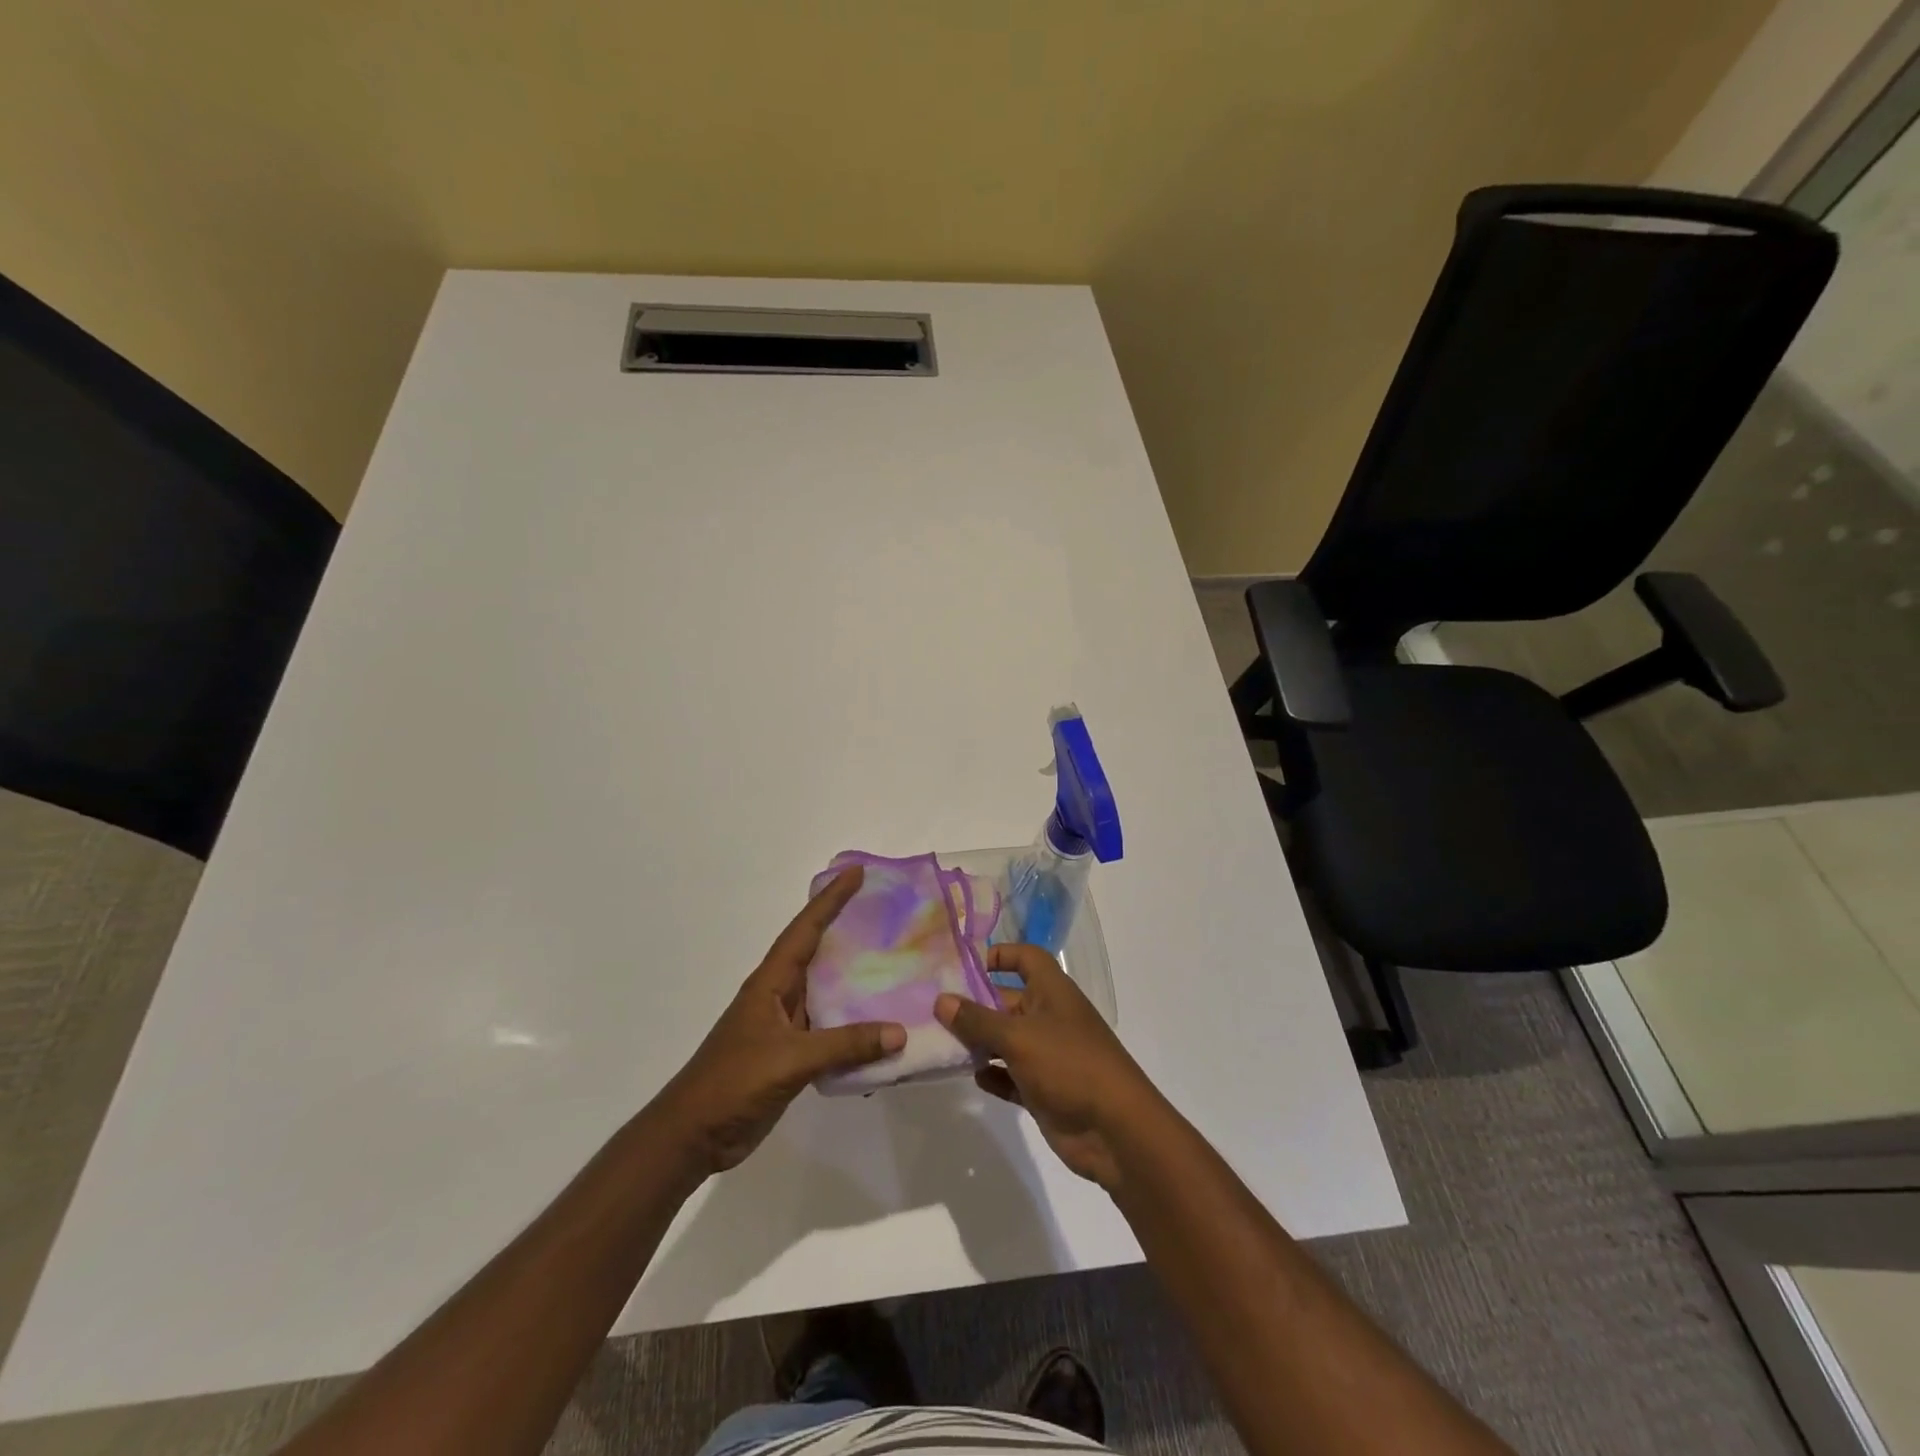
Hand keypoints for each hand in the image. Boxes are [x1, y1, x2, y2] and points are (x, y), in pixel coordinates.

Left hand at [650, 867, 904, 1175]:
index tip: (856, 873)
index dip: (830, 900)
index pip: (805, 930)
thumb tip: (899, 1032)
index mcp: (771, 983)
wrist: (693, 1135)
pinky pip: (832, 1031)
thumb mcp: (790, 1060)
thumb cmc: (732, 1083)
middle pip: (819, 953)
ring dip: (856, 981)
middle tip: (887, 912)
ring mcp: (786, 1027)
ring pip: (828, 993)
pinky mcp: (792, 1057)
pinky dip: (856, 1028)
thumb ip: (845, 1045)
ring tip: (895, 964)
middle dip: (848, 930)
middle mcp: (780, 997)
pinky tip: (882, 1032)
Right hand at [936, 943, 1164, 1188]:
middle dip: (975, 1005)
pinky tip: (974, 1078)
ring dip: (979, 1043)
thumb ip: (977, 1020)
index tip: (966, 965)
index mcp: (1052, 991)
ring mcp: (1047, 1055)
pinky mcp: (1044, 1089)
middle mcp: (1049, 1017)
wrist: (1115, 1130)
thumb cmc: (1068, 1064)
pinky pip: (1011, 1076)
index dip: (1001, 955)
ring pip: (1005, 1041)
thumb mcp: (1018, 1037)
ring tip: (942, 1045)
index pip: (1027, 958)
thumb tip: (941, 1000)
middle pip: (1007, 1001)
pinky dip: (993, 1076)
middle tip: (933, 1010)